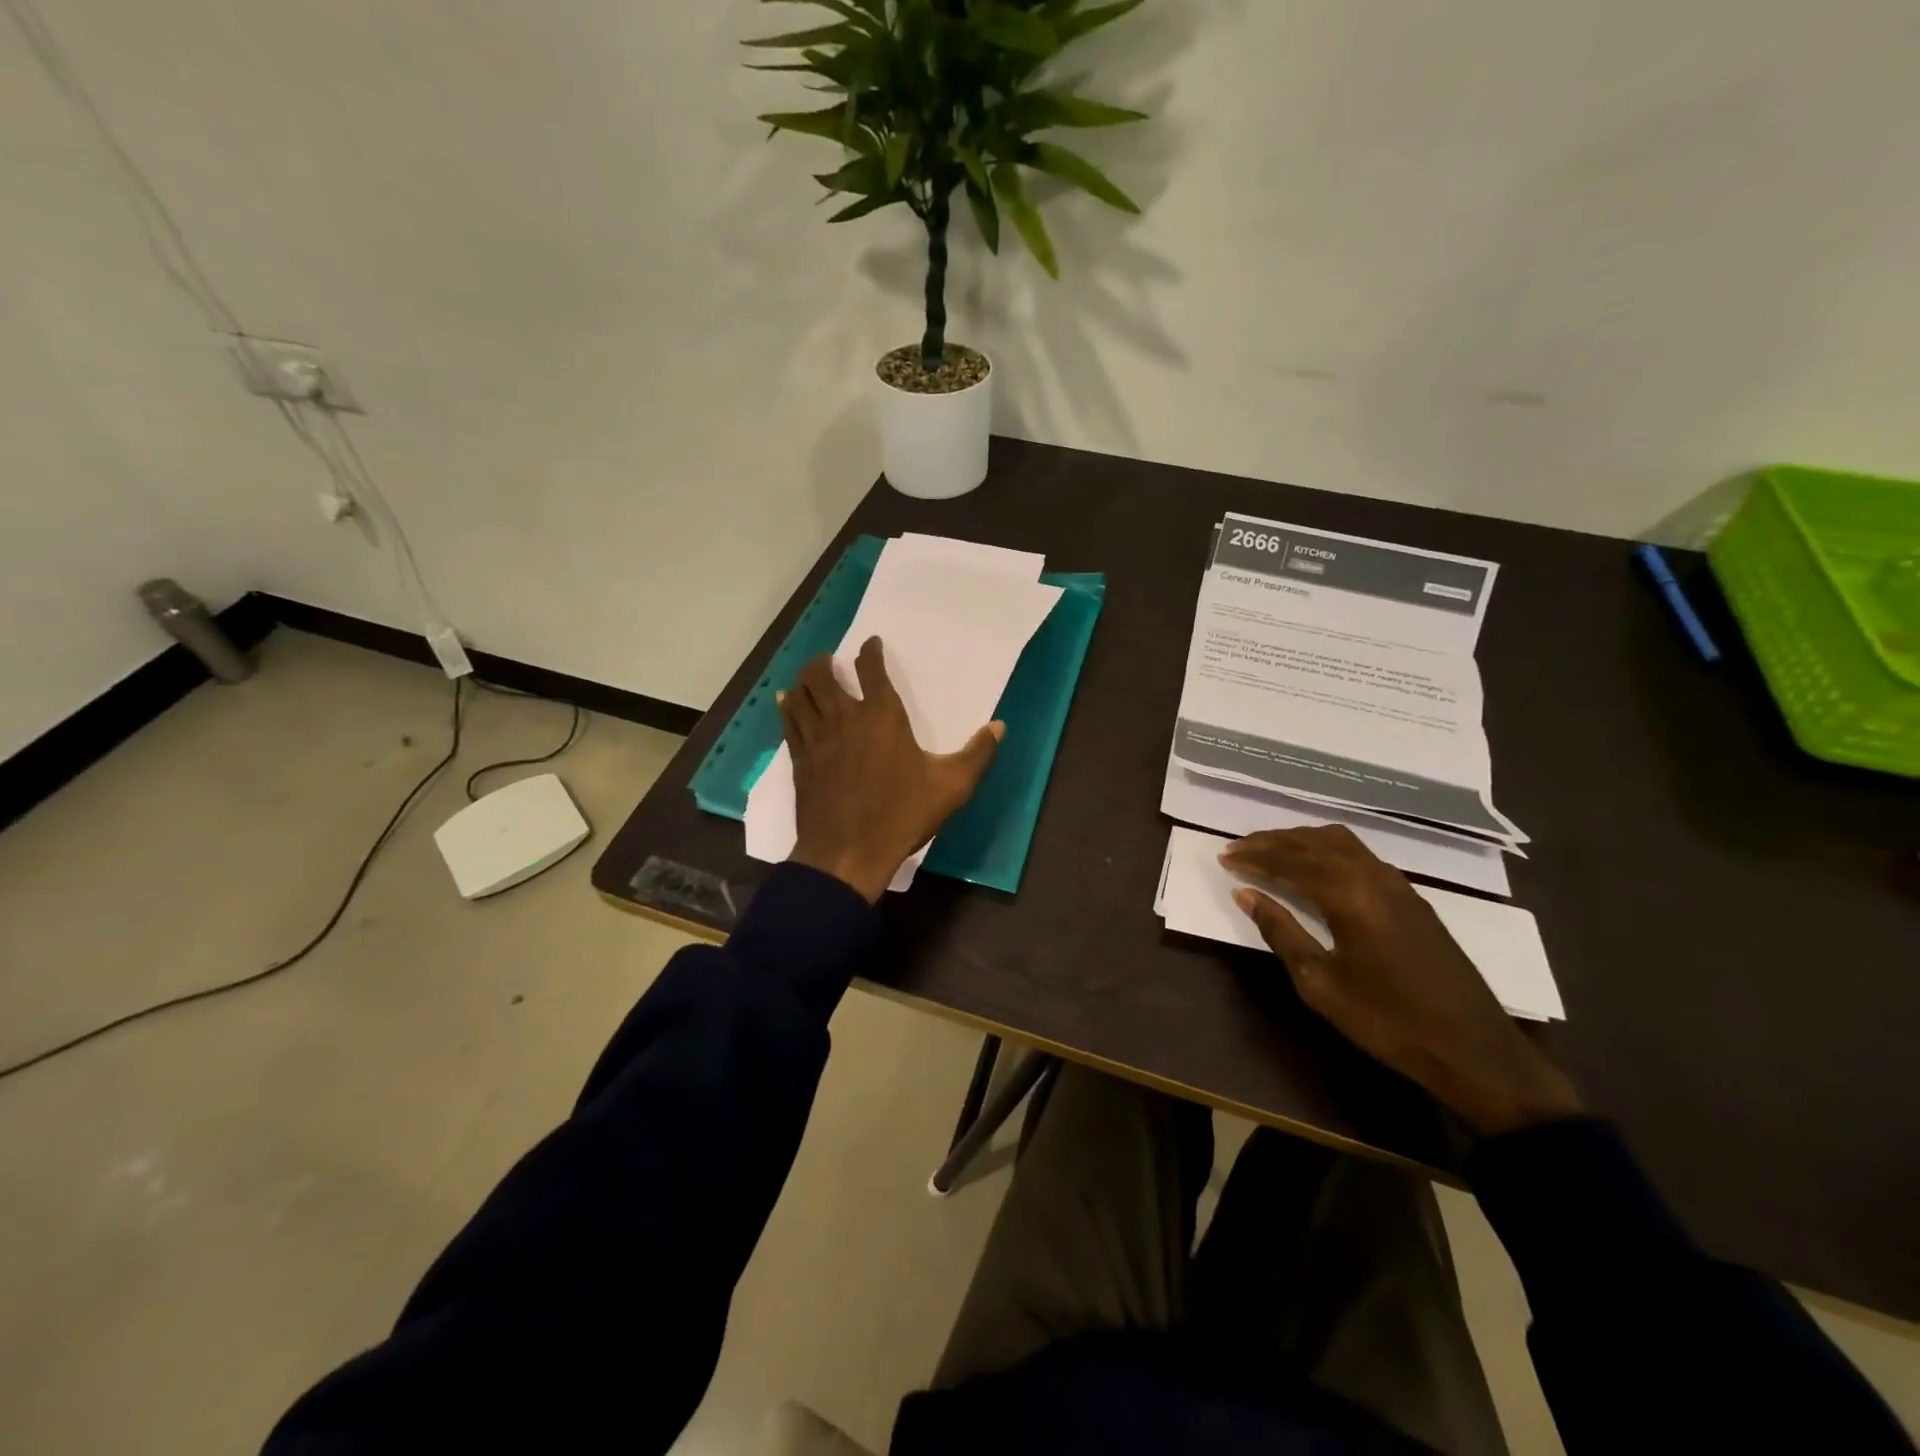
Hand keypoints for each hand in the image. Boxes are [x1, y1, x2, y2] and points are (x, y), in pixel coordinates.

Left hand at [782, 638, 1002, 902]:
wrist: (847, 853)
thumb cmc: (902, 815)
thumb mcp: (951, 787)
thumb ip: (977, 754)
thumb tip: (999, 726)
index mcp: (882, 717)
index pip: (872, 670)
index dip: (870, 652)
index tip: (872, 644)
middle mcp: (845, 718)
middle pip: (823, 675)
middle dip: (826, 662)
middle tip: (830, 659)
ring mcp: (817, 738)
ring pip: (801, 694)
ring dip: (804, 679)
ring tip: (809, 675)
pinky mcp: (800, 759)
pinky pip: (789, 722)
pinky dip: (787, 706)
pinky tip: (786, 702)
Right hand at [1223, 826, 1583, 1136]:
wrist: (1473, 1049)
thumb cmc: (1388, 1021)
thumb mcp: (1320, 983)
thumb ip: (1281, 932)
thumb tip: (1245, 894)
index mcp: (1350, 896)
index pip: (1290, 862)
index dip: (1255, 858)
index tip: (1224, 857)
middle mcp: (1373, 877)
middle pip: (1313, 843)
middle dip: (1272, 842)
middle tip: (1238, 848)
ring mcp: (1397, 884)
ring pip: (1340, 842)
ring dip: (1300, 841)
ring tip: (1270, 851)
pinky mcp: (1411, 897)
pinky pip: (1360, 854)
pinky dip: (1326, 850)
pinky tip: (1315, 866)